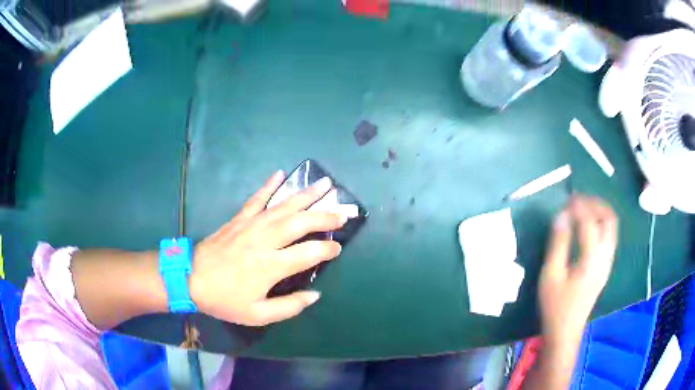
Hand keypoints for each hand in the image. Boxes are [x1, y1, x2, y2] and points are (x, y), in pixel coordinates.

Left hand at [189, 171, 349, 325]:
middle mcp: (265, 240)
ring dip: (306, 195)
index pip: (308, 253)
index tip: (337, 248)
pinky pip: (256, 199)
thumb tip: (315, 295)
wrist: (191, 279)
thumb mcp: (257, 315)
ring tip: (325, 184)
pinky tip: (280, 173)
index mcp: (271, 266)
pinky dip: (268, 186)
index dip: (327, 249)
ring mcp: (251, 226)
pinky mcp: (238, 219)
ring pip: (283, 206)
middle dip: (325, 216)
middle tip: (343, 211)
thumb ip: (289, 307)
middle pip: (300, 223)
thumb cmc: (225, 300)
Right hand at [539, 195, 617, 344]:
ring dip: (600, 211)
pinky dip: (601, 223)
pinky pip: (609, 235)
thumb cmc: (556, 305)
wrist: (566, 331)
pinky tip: (587, 226)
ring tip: (582, 209)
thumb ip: (558, 243)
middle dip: (595, 203)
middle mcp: (605, 256)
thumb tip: (560, 216)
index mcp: (592, 258)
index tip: (565, 201)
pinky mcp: (606, 266)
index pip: (590, 221)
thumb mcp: (551, 275)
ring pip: (612, 226)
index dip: (578, 207)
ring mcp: (608, 261)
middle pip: (609, 218)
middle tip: (578, 201)